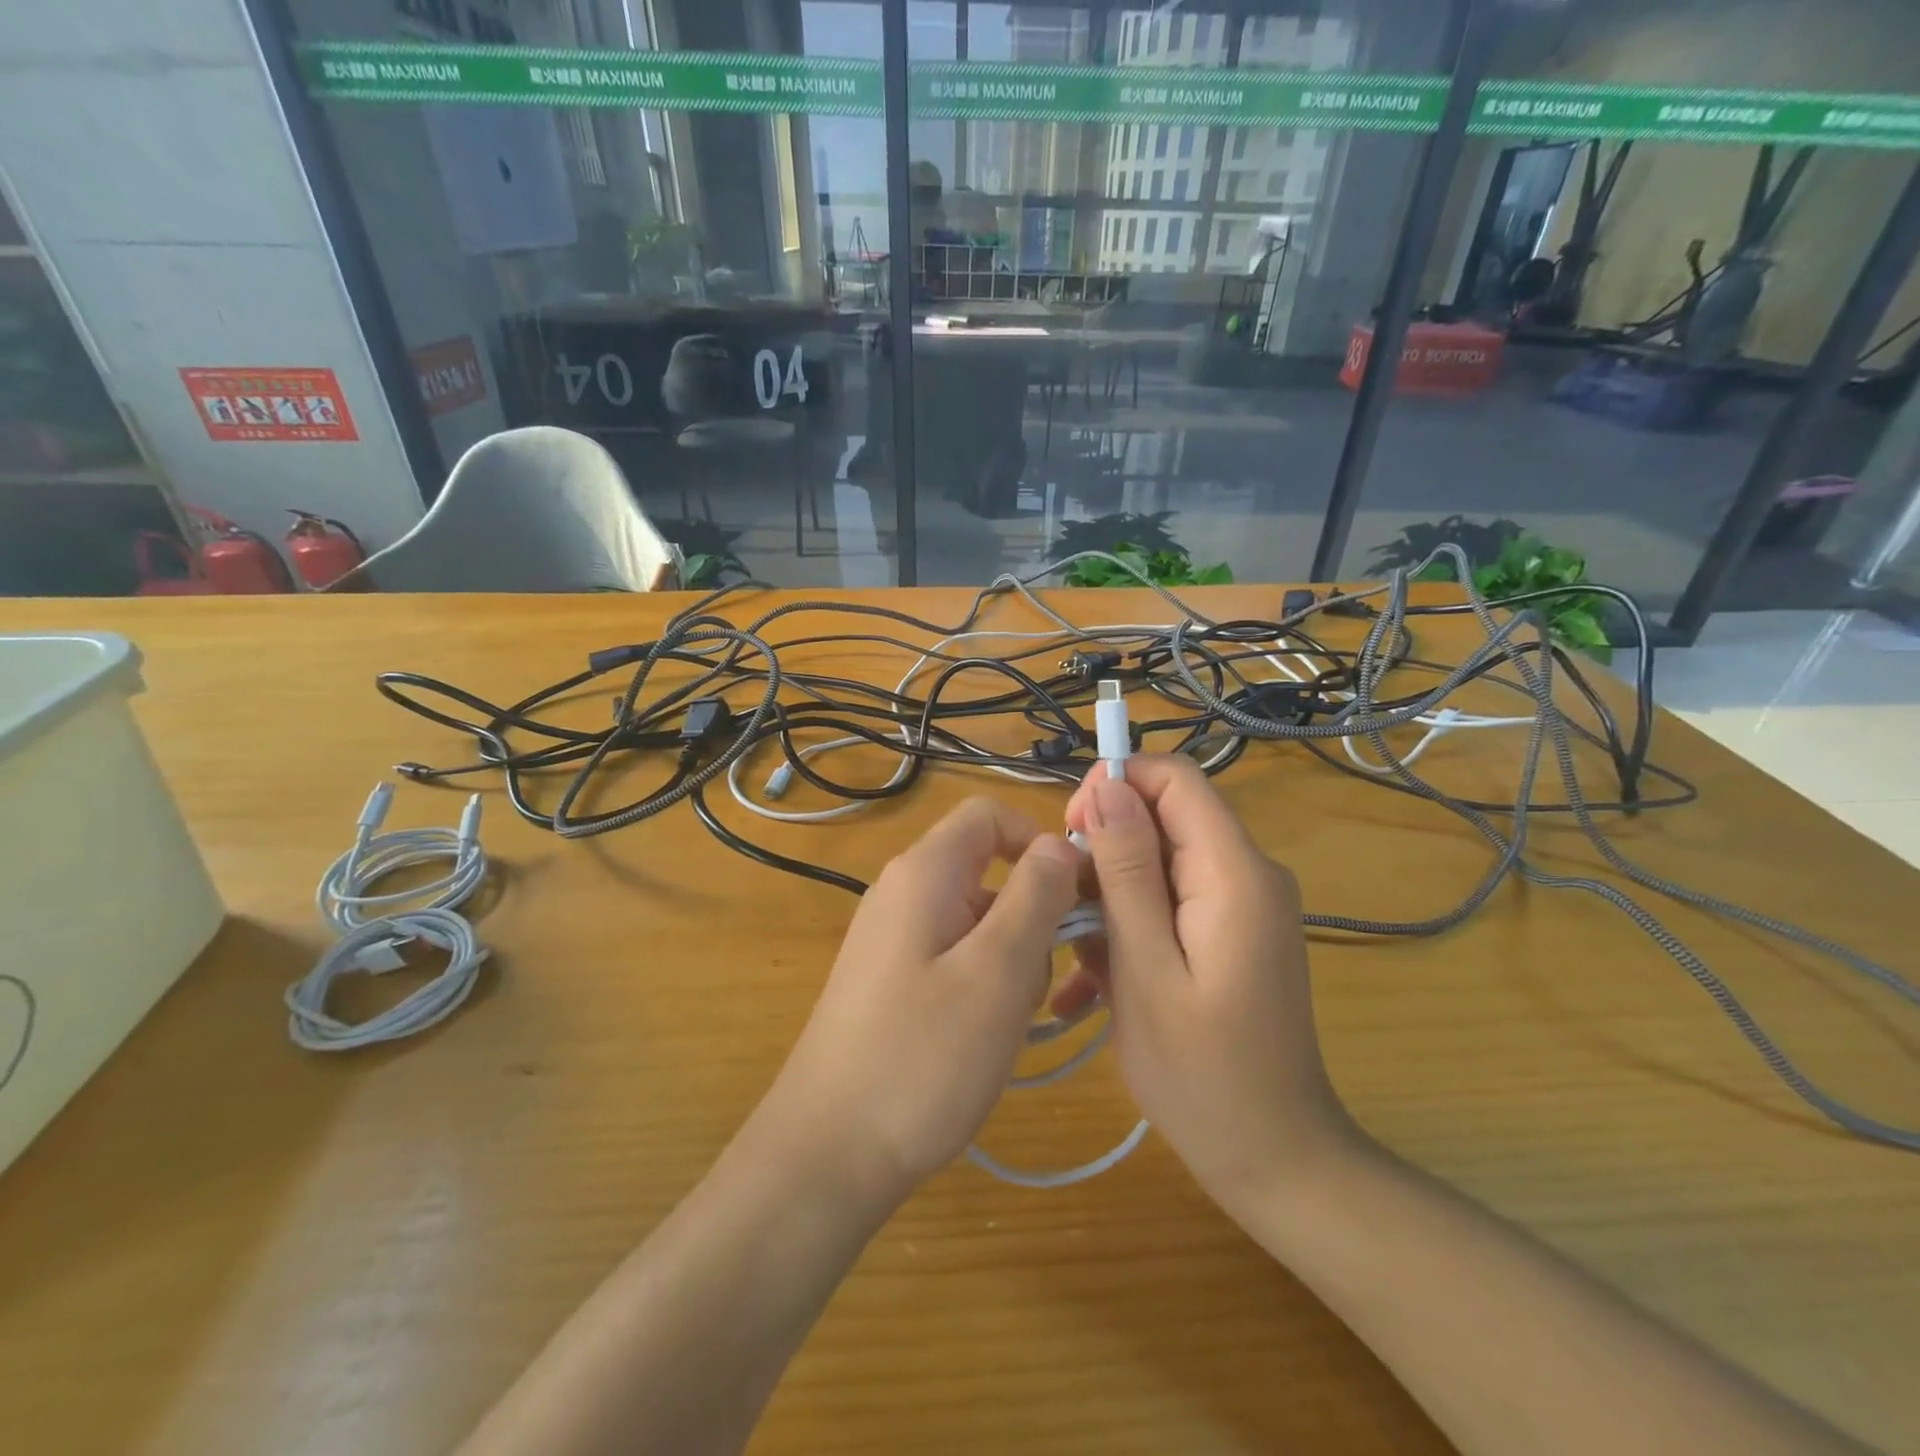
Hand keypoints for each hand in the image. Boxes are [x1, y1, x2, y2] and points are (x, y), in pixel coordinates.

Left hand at [758, 798, 1081, 1204]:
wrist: (827, 1154)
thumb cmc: (921, 1057)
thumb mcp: (997, 971)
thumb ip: (1035, 895)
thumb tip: (1058, 843)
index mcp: (923, 873)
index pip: (989, 816)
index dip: (1038, 841)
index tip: (1076, 896)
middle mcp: (902, 893)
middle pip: (988, 872)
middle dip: (1029, 917)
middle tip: (1037, 982)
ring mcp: (893, 940)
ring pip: (977, 922)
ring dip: (1010, 961)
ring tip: (1006, 1025)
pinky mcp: (891, 982)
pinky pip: (954, 959)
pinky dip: (982, 987)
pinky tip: (982, 1041)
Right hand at [1059, 756, 1356, 1217]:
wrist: (1277, 1160)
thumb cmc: (1201, 1074)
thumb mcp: (1146, 969)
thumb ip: (1126, 871)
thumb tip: (1108, 786)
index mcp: (1234, 872)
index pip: (1175, 778)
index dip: (1116, 785)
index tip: (1069, 832)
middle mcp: (1248, 873)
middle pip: (1165, 818)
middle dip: (1104, 850)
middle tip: (1064, 910)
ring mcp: (1242, 905)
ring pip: (1159, 862)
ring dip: (1109, 897)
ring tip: (1077, 960)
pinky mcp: (1231, 932)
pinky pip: (1170, 901)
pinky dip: (1130, 925)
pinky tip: (1095, 980)